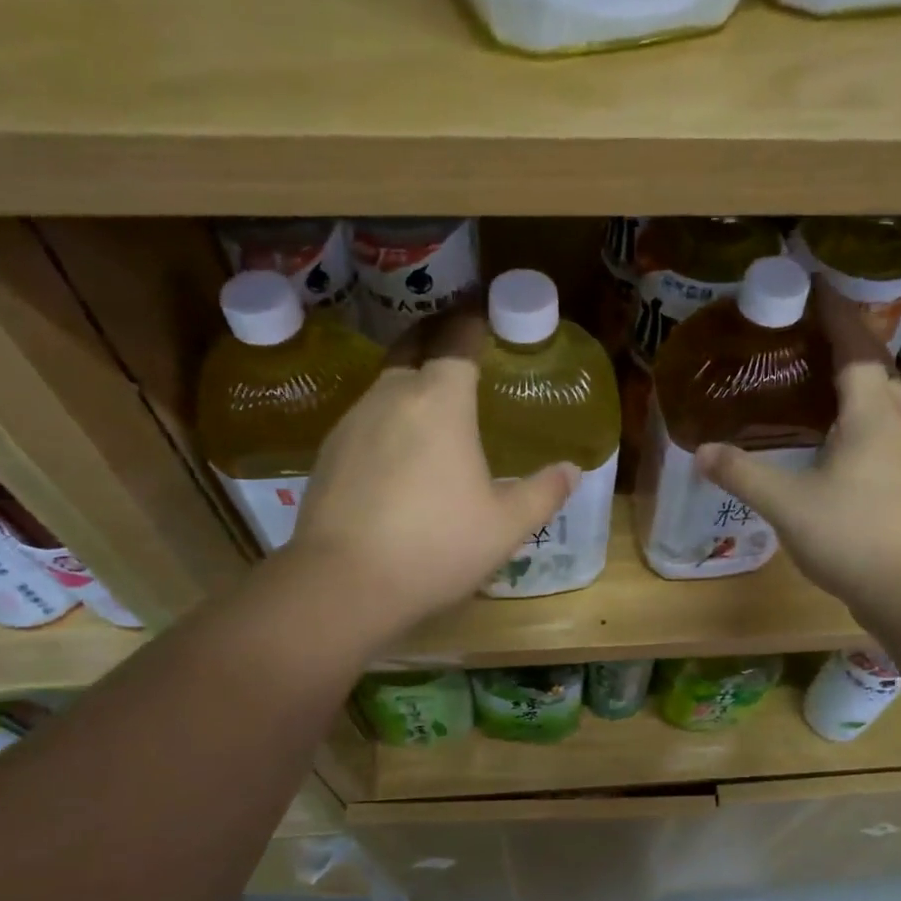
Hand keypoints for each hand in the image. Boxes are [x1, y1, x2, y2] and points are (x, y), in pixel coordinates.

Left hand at [285, 317, 576, 645]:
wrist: (343, 584)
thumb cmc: (437, 545)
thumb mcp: (506, 525)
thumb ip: (544, 492)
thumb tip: (573, 470)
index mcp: (440, 400)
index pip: (457, 340)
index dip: (472, 322)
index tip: (484, 316)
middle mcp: (392, 396)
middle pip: (414, 349)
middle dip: (437, 340)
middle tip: (460, 349)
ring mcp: (352, 422)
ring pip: (387, 386)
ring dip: (411, 385)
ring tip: (435, 409)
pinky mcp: (328, 452)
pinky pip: (367, 420)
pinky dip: (388, 421)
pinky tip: (399, 454)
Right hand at [693, 290, 900, 616]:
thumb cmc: (854, 536)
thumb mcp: (788, 503)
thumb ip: (743, 474)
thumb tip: (703, 450)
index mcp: (870, 413)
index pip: (855, 345)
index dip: (835, 313)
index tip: (812, 285)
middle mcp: (895, 423)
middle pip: (875, 365)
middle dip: (845, 339)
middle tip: (803, 330)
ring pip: (881, 398)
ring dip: (853, 376)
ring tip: (813, 373)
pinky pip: (879, 426)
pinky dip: (855, 412)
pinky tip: (830, 433)